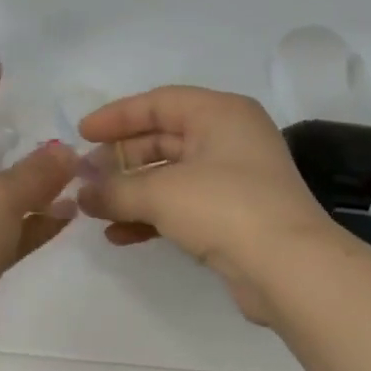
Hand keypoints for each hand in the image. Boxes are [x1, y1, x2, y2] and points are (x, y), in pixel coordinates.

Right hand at [77, 87, 336, 322]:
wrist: (289, 269)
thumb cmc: (224, 208)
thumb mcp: (161, 193)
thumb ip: (115, 189)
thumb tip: (82, 194)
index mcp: (220, 114)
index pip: (159, 102)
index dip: (116, 116)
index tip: (81, 134)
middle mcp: (229, 139)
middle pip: (162, 138)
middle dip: (120, 159)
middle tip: (85, 176)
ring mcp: (233, 179)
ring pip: (169, 175)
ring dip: (131, 191)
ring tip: (94, 208)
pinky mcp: (232, 216)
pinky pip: (181, 206)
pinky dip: (151, 216)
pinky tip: (119, 235)